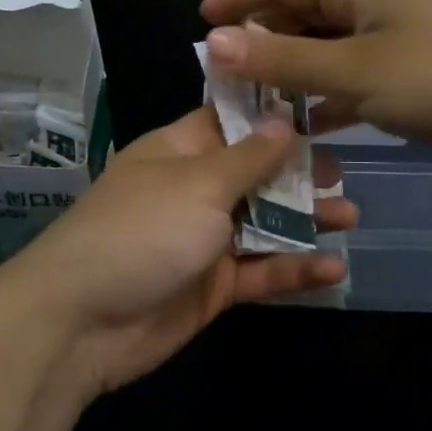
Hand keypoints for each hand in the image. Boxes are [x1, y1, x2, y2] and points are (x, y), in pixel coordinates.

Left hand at [0, 107, 355, 397]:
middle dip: (299, 172)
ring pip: (264, 223)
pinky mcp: (212, 287)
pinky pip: (259, 272)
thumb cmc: (141, 230)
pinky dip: (293, 270)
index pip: (231, 121)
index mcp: (180, 152)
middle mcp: (193, 191)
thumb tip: (284, 119)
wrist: (81, 321)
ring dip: (305, 221)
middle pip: (255, 173)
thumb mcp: (199, 184)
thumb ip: (249, 157)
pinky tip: (333, 268)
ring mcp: (203, 240)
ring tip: (351, 217)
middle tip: (343, 174)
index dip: (273, 115)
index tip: (322, 109)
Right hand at [201, 0, 431, 173]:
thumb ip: (282, 60)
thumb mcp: (354, 70)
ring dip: (290, 70)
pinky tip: (306, 121)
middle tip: (223, 73)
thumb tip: (214, 42)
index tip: (201, 21)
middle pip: (300, 10)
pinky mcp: (411, 68)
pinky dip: (325, 93)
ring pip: (325, 45)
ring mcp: (395, 33)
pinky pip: (351, 73)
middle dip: (261, 38)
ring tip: (253, 99)